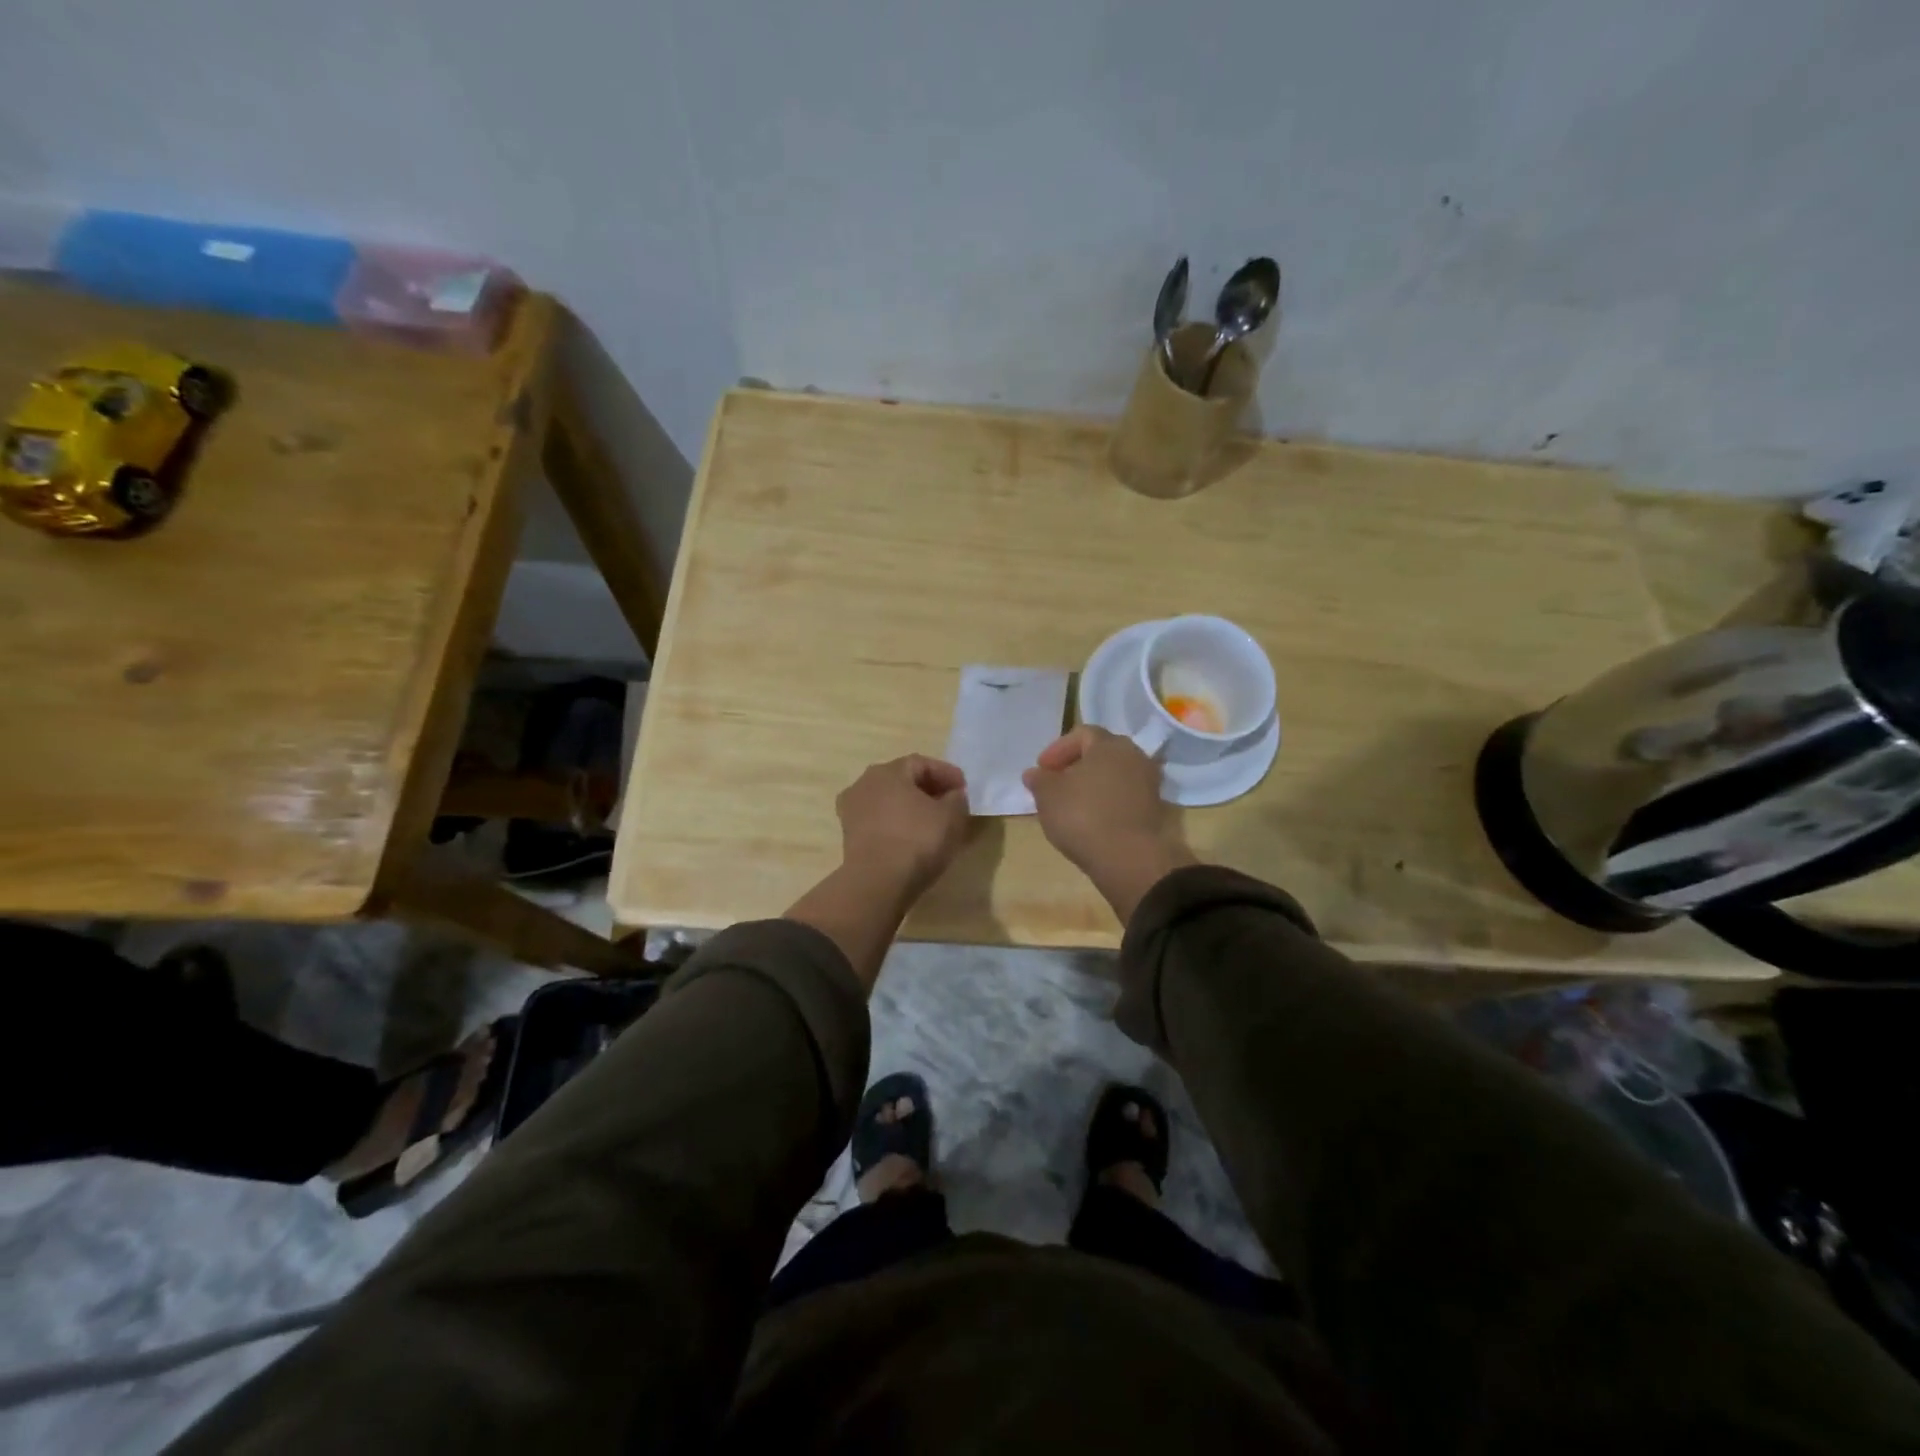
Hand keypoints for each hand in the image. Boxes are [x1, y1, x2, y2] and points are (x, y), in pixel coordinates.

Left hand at [836, 755, 971, 898]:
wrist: (878, 883)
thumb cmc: (917, 840)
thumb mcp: (951, 816)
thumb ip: (957, 799)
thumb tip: (953, 795)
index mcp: (888, 771)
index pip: (922, 763)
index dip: (946, 773)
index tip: (965, 788)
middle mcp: (864, 784)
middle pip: (902, 780)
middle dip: (927, 789)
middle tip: (950, 803)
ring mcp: (852, 810)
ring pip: (889, 802)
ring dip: (910, 808)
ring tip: (932, 823)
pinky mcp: (849, 836)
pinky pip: (880, 822)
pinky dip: (897, 825)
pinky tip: (911, 838)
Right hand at [1023, 726, 1195, 921]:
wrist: (1129, 858)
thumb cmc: (1083, 816)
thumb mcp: (1048, 796)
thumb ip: (1039, 780)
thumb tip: (1035, 774)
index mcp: (1110, 744)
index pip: (1082, 733)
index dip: (1058, 749)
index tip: (1042, 769)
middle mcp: (1134, 756)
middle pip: (1101, 753)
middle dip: (1076, 765)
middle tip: (1056, 783)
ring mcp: (1148, 784)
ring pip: (1113, 776)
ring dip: (1092, 785)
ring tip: (1071, 804)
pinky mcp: (1153, 810)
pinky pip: (1123, 797)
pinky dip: (1106, 802)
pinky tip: (1090, 820)